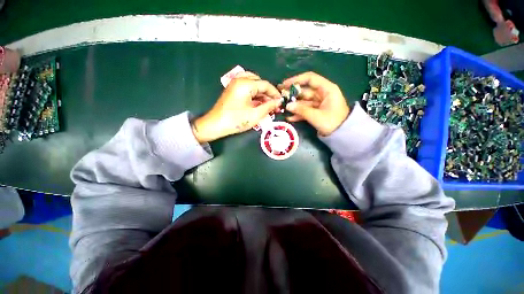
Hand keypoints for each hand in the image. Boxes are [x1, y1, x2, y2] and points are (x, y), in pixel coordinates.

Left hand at [192, 72, 281, 142]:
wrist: (215, 125)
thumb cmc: (236, 120)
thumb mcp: (255, 115)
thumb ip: (269, 106)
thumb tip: (278, 102)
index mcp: (245, 84)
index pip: (265, 84)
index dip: (275, 93)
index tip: (281, 101)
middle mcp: (240, 79)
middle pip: (259, 82)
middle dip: (268, 93)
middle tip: (273, 104)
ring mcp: (235, 83)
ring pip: (253, 83)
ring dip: (261, 93)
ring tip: (266, 104)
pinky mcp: (233, 89)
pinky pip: (247, 87)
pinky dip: (254, 93)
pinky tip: (258, 102)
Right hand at [279, 72, 349, 135]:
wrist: (342, 135)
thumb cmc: (332, 123)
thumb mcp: (316, 116)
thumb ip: (301, 110)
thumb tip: (287, 105)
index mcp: (327, 89)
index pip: (310, 79)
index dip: (296, 80)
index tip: (285, 85)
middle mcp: (323, 94)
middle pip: (305, 91)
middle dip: (293, 95)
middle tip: (280, 97)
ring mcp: (319, 103)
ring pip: (304, 101)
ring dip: (294, 106)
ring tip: (283, 108)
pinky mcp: (317, 111)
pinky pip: (306, 110)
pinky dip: (299, 113)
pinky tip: (290, 118)